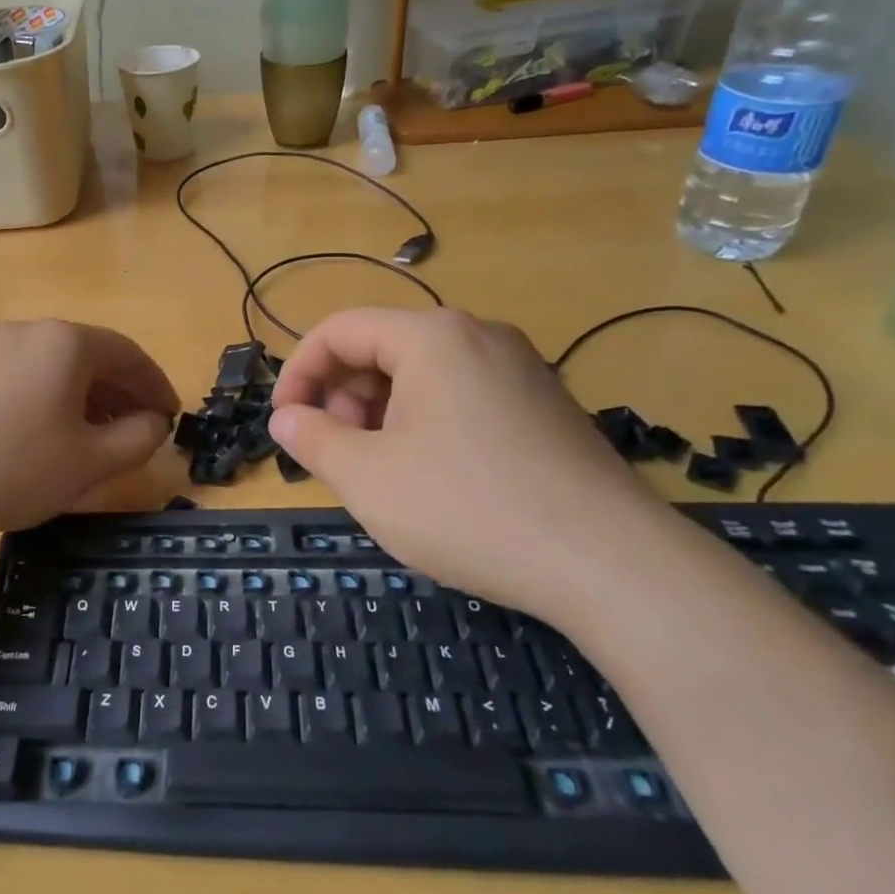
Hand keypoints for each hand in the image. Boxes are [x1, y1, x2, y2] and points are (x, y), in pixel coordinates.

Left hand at [0, 319, 179, 541]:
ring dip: (88, 398)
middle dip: (122, 393)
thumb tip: (154, 422)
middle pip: (92, 356)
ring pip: (57, 368)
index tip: (172, 417)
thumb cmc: (13, 467)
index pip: (129, 355)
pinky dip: (52, 400)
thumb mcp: (90, 461)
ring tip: (100, 437)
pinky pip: (26, 377)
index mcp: (66, 341)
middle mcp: (30, 331)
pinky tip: (51, 435)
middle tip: (141, 429)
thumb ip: (138, 439)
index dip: (157, 386)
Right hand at [268, 307, 677, 617]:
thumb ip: (312, 439)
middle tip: (337, 455)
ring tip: (382, 472)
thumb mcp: (367, 478)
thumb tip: (286, 418)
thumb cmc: (468, 508)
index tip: (283, 423)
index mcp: (431, 337)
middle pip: (382, 349)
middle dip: (343, 398)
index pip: (339, 331)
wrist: (611, 563)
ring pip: (423, 376)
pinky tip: (434, 479)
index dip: (298, 373)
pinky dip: (426, 424)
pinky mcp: (545, 405)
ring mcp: (520, 369)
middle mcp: (479, 336)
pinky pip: (463, 397)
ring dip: (382, 414)